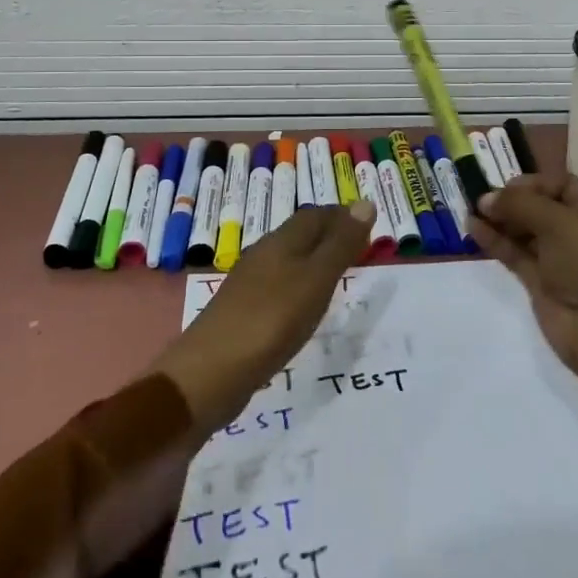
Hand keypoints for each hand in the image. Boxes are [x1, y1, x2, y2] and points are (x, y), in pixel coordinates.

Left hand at [152, 202, 374, 434]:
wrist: (208, 375)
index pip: (315, 214)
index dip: (342, 215)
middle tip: (360, 248)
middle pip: (300, 234)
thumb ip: (340, 245)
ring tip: (338, 274)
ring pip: (288, 260)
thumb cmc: (270, 321)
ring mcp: (249, 284)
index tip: (369, 224)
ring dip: (314, 260)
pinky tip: (305, 306)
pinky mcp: (242, 312)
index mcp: (281, 242)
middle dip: (329, 234)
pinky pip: (278, 286)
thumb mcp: (315, 280)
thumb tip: (366, 203)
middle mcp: (263, 255)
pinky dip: (299, 286)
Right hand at [466, 172, 577, 379]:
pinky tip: (473, 228)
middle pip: (540, 208)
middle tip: (482, 199)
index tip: (509, 187)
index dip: (535, 183)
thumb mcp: (559, 221)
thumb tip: (486, 199)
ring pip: (524, 231)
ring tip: (470, 211)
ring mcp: (558, 260)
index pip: (562, 186)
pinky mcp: (540, 284)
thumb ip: (520, 204)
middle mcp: (576, 233)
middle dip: (512, 201)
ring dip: (499, 220)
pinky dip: (494, 241)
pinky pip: (514, 254)